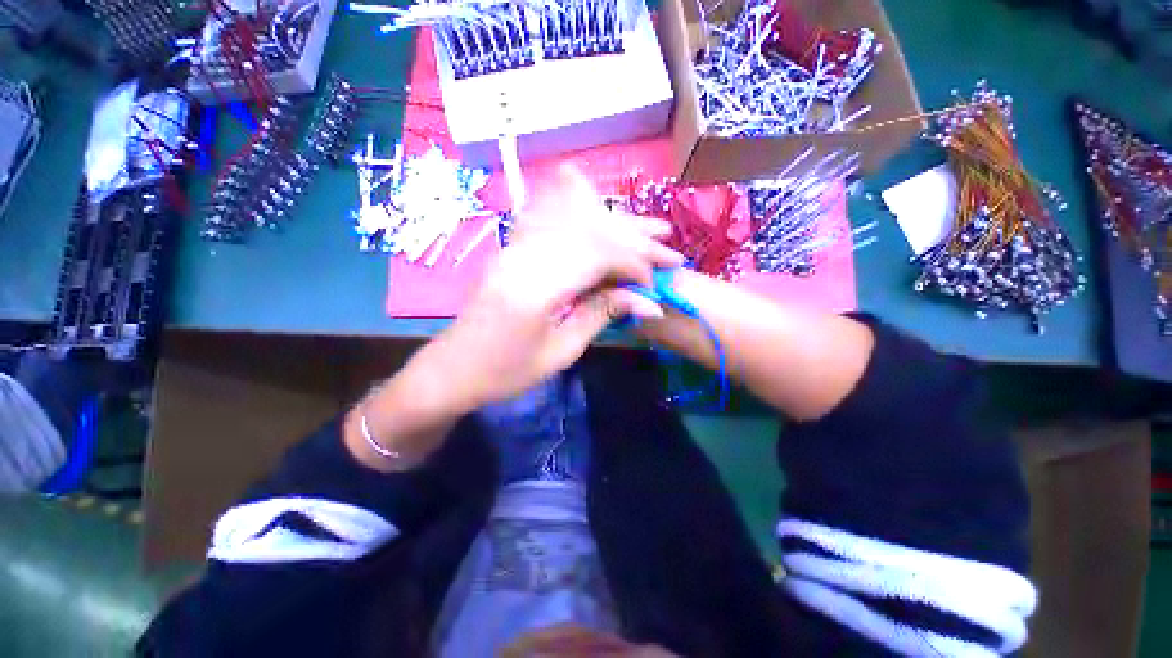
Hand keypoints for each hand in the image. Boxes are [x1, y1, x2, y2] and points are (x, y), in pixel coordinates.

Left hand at [428, 166, 682, 409]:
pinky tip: (598, 205)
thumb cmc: (506, 372)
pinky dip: (580, 211)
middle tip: (667, 241)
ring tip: (646, 224)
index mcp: (537, 289)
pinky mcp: (512, 249)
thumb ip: (601, 314)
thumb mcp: (561, 352)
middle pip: (589, 229)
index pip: (598, 255)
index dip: (634, 263)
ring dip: (613, 221)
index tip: (656, 281)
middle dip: (633, 236)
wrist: (453, 368)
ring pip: (573, 218)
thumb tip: (647, 302)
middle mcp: (525, 256)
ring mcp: (515, 247)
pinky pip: (551, 219)